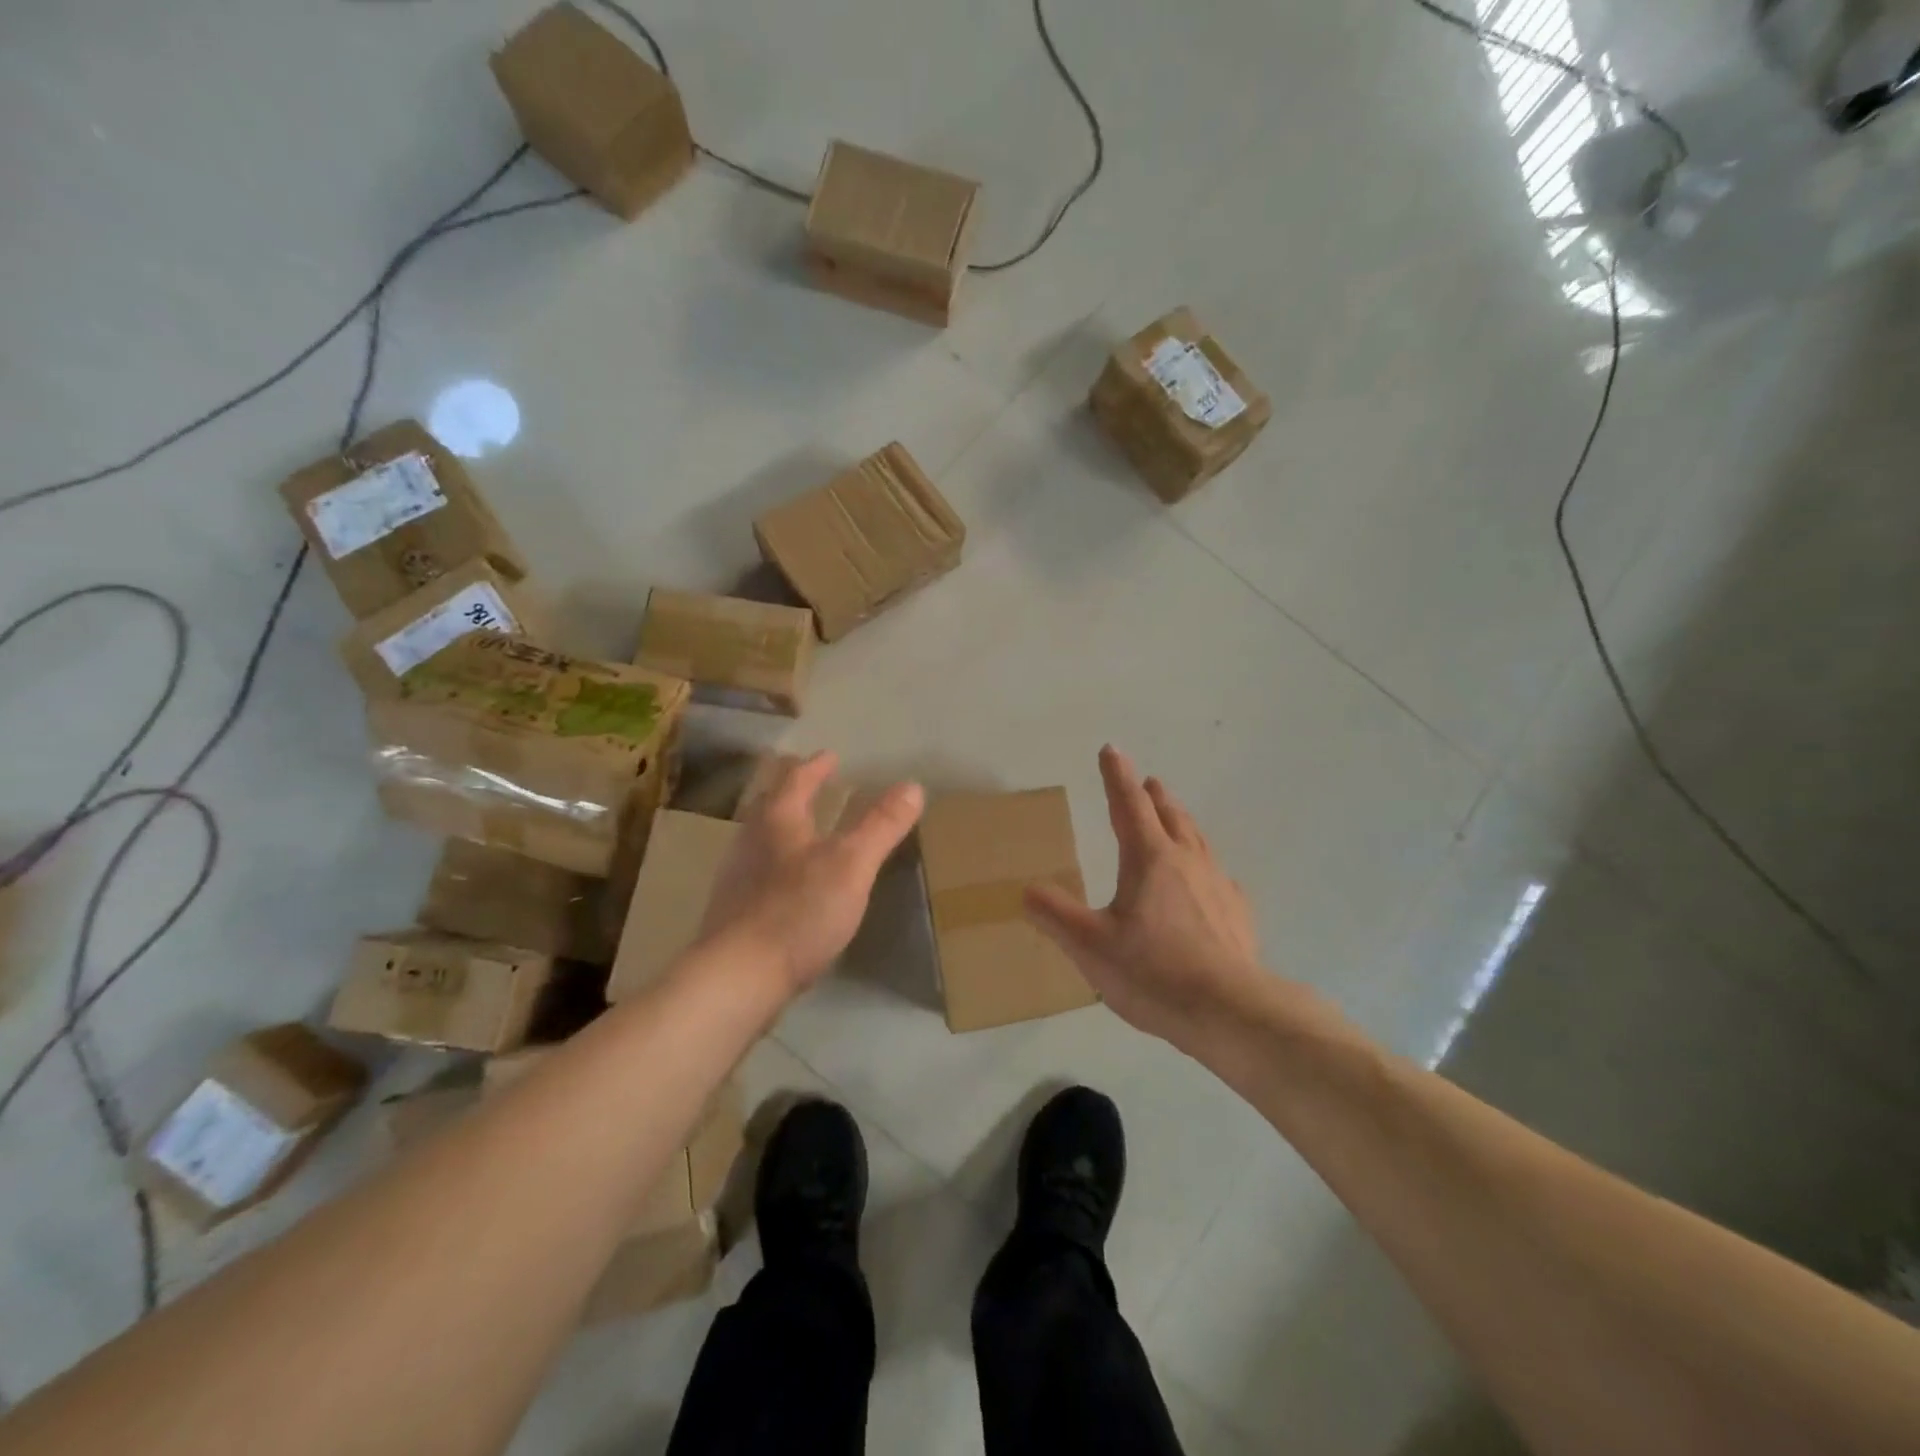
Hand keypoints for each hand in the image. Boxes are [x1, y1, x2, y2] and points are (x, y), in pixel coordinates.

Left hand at [699, 752, 923, 996]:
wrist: (738, 978)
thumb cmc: (798, 911)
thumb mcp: (852, 864)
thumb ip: (881, 826)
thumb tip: (912, 786)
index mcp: (777, 821)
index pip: (795, 780)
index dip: (814, 767)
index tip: (829, 756)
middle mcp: (750, 842)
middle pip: (769, 804)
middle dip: (790, 790)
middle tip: (808, 782)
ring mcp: (737, 879)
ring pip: (760, 838)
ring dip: (781, 827)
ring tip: (802, 829)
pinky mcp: (734, 913)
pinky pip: (758, 873)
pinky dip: (776, 864)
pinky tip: (788, 885)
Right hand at [1025, 746, 1265, 1052]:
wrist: (1230, 1011)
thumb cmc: (1153, 972)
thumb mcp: (1089, 946)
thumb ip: (1055, 915)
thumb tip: (1026, 890)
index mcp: (1148, 859)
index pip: (1128, 805)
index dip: (1116, 776)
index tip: (1111, 749)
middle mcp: (1186, 861)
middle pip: (1169, 816)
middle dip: (1154, 796)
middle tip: (1148, 782)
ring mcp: (1218, 885)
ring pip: (1197, 840)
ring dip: (1181, 822)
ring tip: (1175, 818)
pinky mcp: (1237, 914)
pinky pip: (1219, 877)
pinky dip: (1206, 866)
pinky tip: (1210, 882)